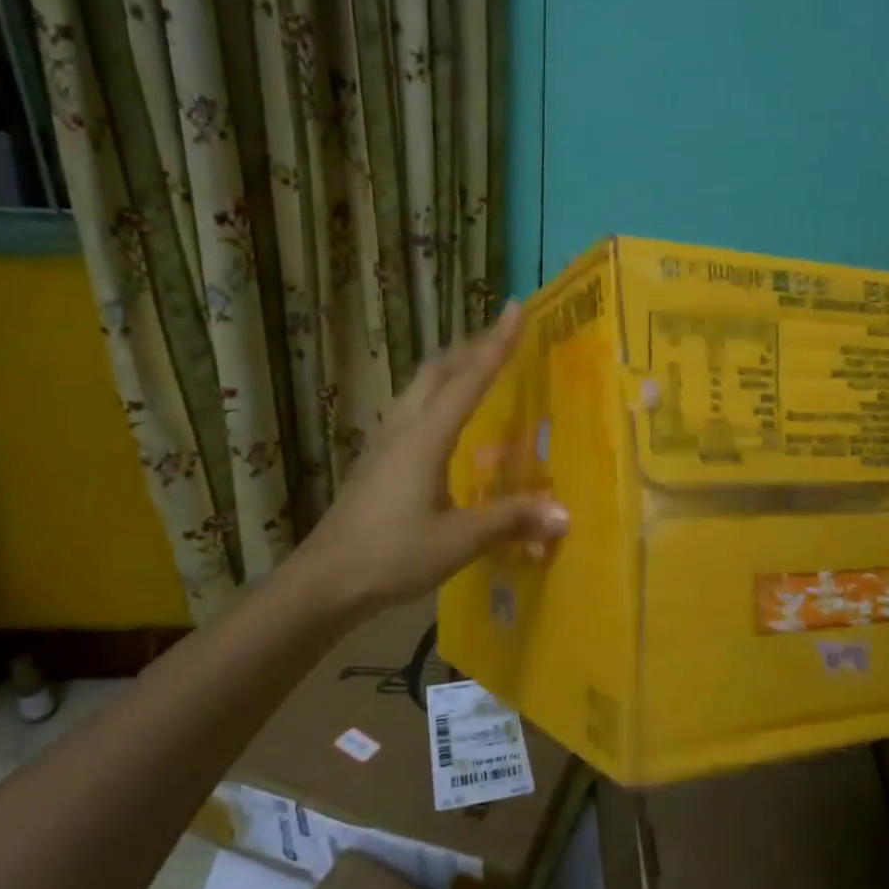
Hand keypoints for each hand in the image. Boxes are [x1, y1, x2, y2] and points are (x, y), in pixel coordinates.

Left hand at [297, 301, 567, 610]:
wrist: (324, 581)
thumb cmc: (392, 555)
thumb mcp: (458, 540)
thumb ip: (510, 520)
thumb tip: (564, 514)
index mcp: (426, 437)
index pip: (469, 379)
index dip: (496, 344)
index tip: (515, 307)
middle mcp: (404, 428)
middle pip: (437, 371)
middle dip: (471, 347)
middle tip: (502, 336)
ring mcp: (384, 442)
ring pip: (420, 387)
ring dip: (451, 369)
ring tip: (477, 367)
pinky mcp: (376, 461)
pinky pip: (412, 409)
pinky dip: (437, 395)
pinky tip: (445, 420)